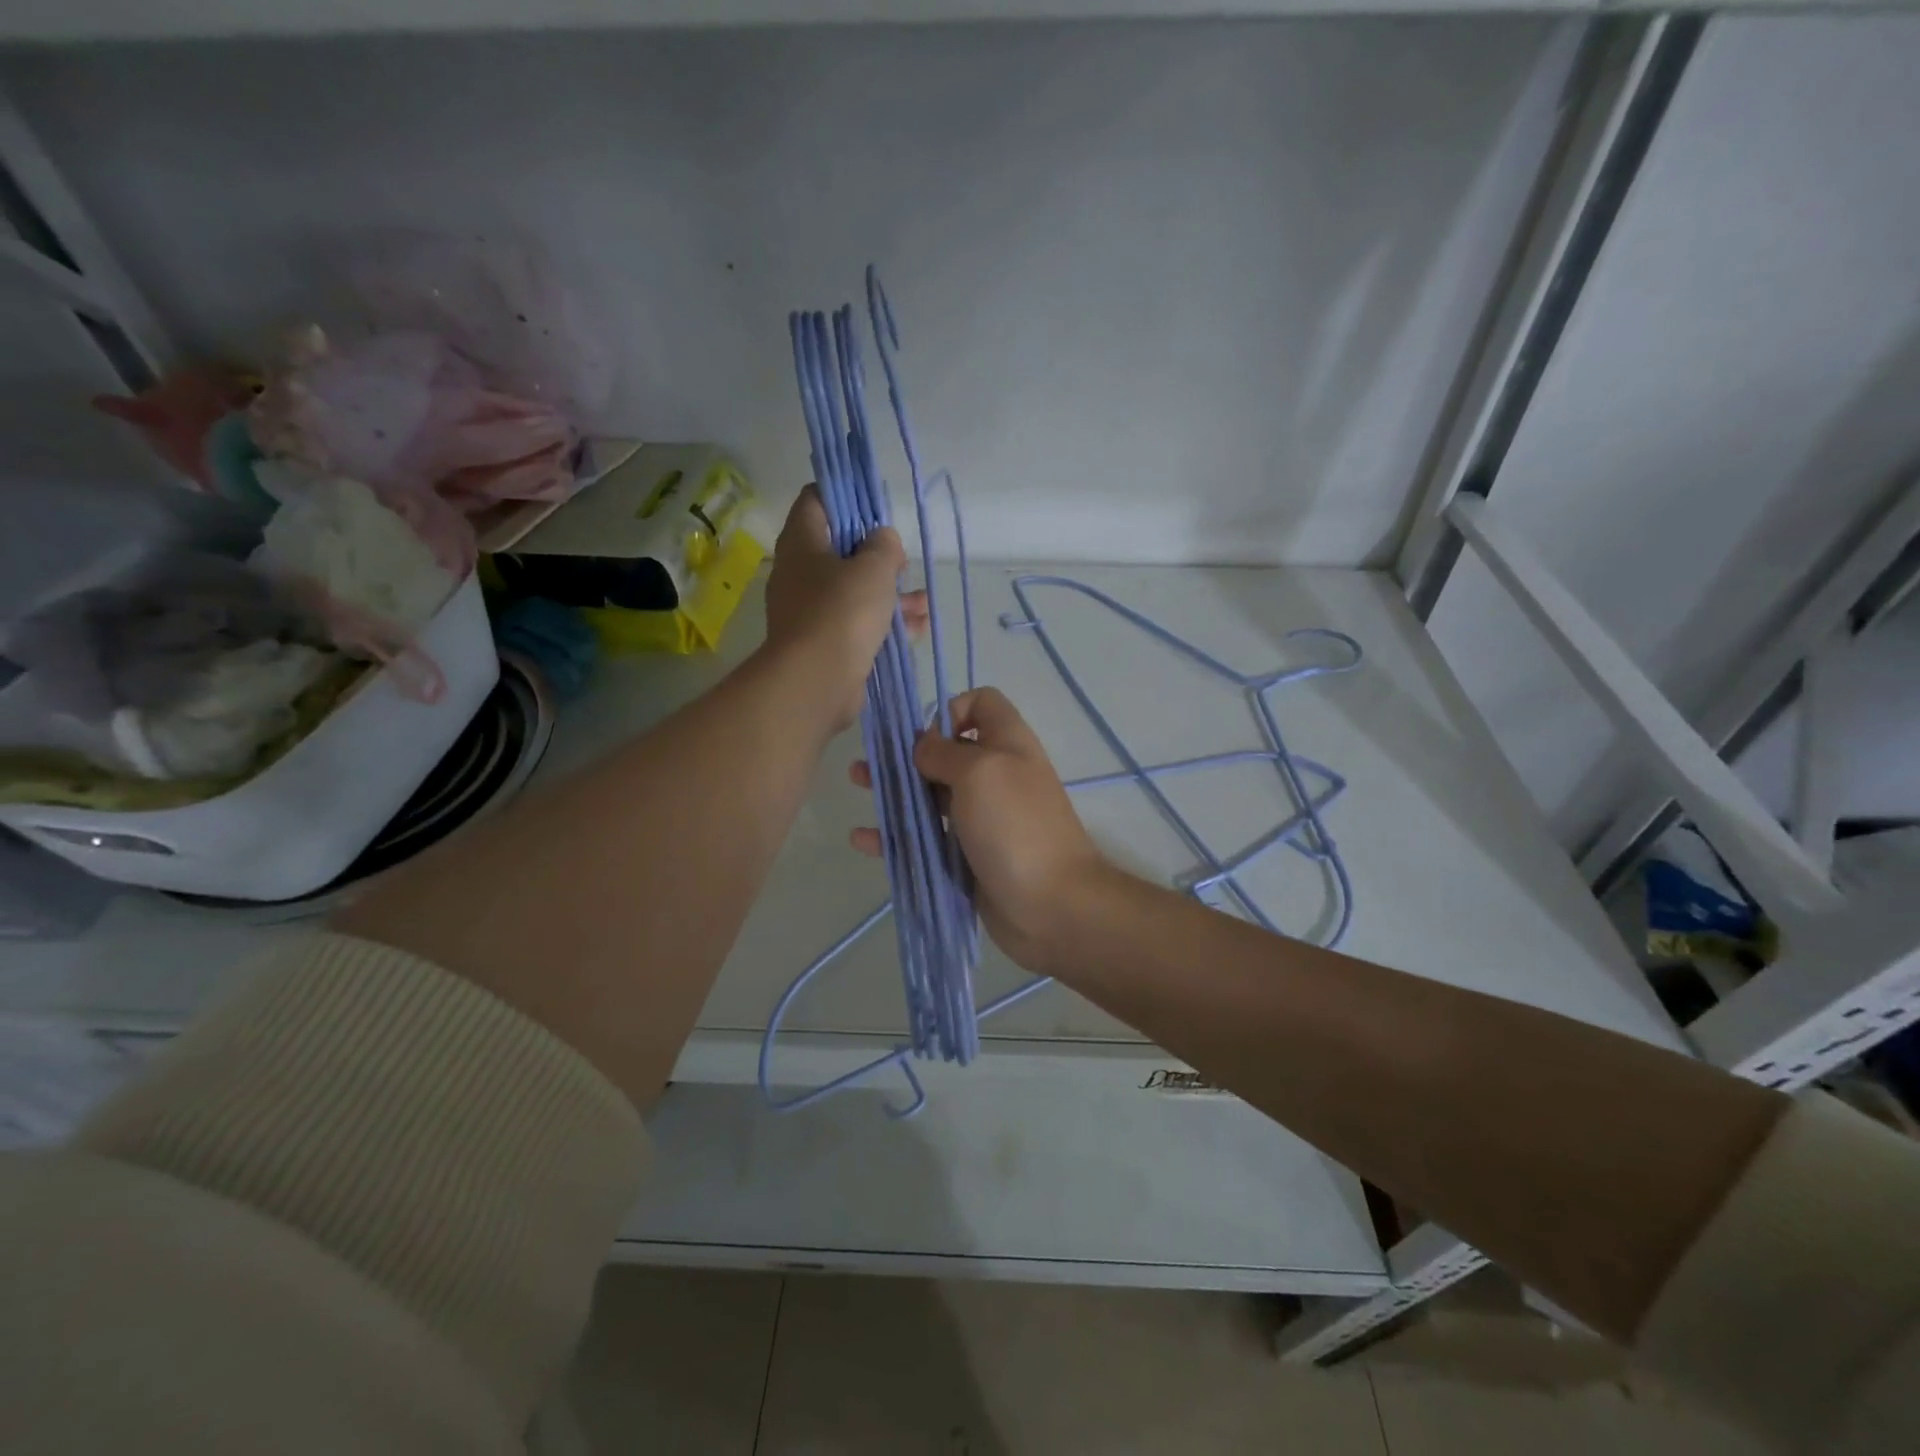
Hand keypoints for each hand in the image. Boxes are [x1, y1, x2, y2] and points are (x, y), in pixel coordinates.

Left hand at [763, 487, 926, 731]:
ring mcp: (810, 611)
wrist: (816, 681)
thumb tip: (882, 540)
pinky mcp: (825, 643)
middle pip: (839, 549)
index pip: (816, 500)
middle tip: (901, 562)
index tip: (876, 505)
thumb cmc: (842, 612)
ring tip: (923, 602)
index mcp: (802, 542)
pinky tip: (917, 628)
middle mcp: (800, 573)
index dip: (846, 495)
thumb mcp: (873, 568)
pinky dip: (884, 623)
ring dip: (889, 594)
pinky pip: (857, 624)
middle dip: (877, 554)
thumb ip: (884, 546)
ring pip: (853, 591)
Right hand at [850, 687, 1114, 975]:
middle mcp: (994, 776)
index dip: (950, 709)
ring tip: (858, 786)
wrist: (1052, 905)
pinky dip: (895, 836)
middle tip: (869, 761)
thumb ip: (944, 752)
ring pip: (930, 795)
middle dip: (906, 752)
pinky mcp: (966, 856)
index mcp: (1007, 744)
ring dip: (894, 789)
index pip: (981, 704)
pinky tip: (864, 840)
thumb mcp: (980, 772)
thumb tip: (923, 744)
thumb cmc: (1015, 826)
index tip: (925, 736)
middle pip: (946, 751)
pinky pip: (925, 839)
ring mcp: (980, 818)